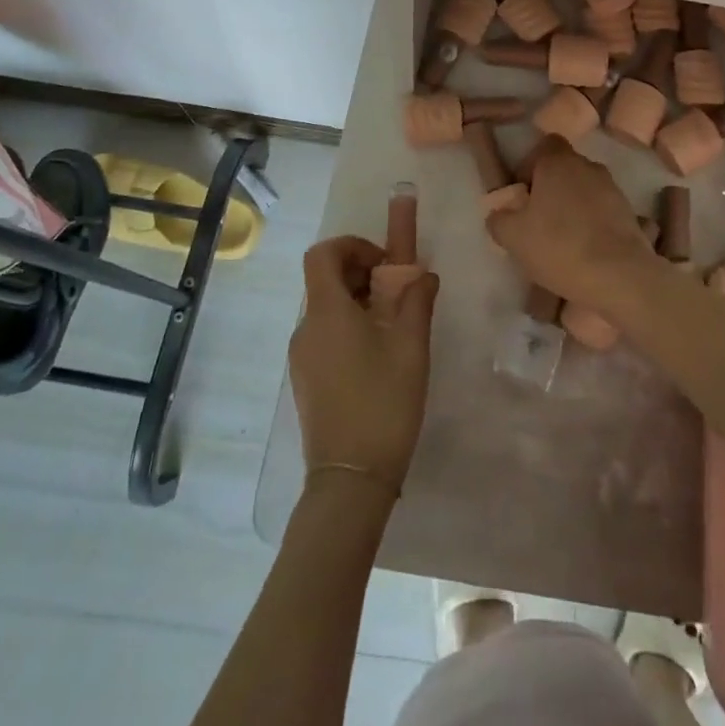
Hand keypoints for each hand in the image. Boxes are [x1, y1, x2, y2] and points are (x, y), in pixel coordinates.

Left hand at [289, 235, 437, 492]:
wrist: (350, 480)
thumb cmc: (383, 403)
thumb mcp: (411, 347)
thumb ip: (417, 301)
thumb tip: (423, 275)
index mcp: (327, 311)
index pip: (323, 254)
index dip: (352, 245)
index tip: (384, 263)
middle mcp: (306, 328)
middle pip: (325, 279)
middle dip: (362, 274)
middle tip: (397, 293)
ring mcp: (301, 357)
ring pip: (327, 309)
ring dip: (358, 302)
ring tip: (394, 327)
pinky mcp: (305, 380)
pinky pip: (324, 335)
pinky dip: (349, 328)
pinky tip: (377, 357)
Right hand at [487, 137, 657, 310]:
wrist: (619, 275)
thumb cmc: (559, 246)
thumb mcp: (512, 237)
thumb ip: (499, 219)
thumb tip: (501, 214)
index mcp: (557, 162)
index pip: (544, 145)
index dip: (531, 165)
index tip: (523, 193)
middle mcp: (587, 166)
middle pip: (565, 168)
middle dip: (551, 188)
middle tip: (538, 220)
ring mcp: (612, 188)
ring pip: (585, 189)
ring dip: (573, 206)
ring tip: (563, 239)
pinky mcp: (629, 212)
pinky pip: (602, 210)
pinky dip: (592, 223)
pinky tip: (585, 250)